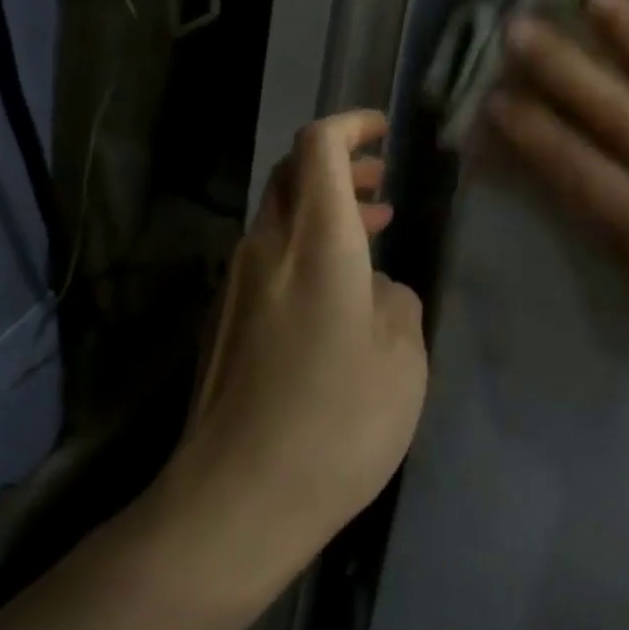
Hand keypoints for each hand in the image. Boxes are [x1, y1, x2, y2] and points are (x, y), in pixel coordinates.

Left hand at [178, 111, 427, 573]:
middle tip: (382, 181)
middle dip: (339, 164)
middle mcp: (269, 247)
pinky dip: (305, 246)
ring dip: (325, 208)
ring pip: (280, 215)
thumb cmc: (337, 423)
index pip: (319, 147)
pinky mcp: (225, 318)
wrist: (235, 503)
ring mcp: (237, 283)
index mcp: (317, 242)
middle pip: (292, 173)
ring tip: (374, 227)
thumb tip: (377, 290)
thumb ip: (397, 304)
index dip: (350, 126)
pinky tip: (338, 289)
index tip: (382, 132)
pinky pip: (269, 256)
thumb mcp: (403, 361)